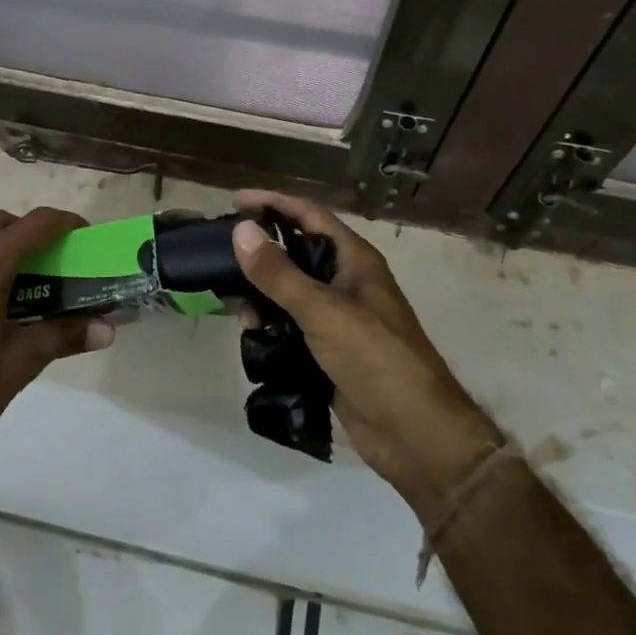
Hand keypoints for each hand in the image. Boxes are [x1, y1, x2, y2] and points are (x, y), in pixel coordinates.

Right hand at [231, 191, 503, 520]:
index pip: (309, 215)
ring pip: (290, 292)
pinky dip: (271, 324)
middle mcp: (346, 282)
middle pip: (297, 252)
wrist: (414, 433)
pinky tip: (251, 331)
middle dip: (261, 250)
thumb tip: (240, 230)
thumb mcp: (323, 310)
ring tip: (233, 301)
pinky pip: (292, 326)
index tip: (234, 201)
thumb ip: (279, 273)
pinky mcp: (329, 351)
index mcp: (355, 260)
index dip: (273, 203)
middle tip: (221, 252)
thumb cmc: (376, 358)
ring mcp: (338, 318)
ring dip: (262, 293)